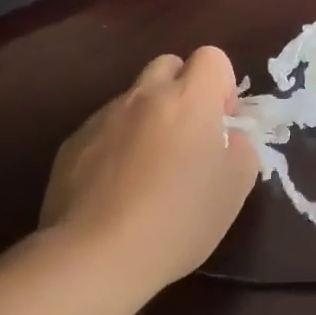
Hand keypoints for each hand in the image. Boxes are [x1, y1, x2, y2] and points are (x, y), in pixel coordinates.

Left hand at [41, 48, 258, 291]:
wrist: (95, 257)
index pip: (211, 57)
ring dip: (148, 119)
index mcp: (189, 98)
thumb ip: (243, 148)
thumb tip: (232, 136)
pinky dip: (116, 145)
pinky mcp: (72, 143)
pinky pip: (105, 128)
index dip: (221, 85)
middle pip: (168, 65)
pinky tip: (116, 189)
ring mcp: (104, 117)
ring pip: (134, 99)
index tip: (221, 125)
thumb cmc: (178, 220)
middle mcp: (145, 96)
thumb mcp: (235, 188)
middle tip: (187, 137)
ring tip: (148, 171)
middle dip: (182, 90)